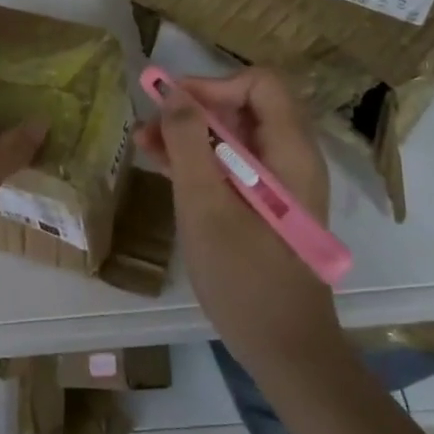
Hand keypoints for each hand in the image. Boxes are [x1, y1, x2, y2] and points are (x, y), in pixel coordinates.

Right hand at [136, 69, 343, 367]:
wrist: (284, 349)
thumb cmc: (244, 276)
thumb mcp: (204, 204)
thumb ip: (188, 142)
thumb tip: (172, 92)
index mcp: (289, 151)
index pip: (260, 84)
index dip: (213, 85)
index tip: (173, 104)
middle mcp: (290, 158)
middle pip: (244, 106)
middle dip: (194, 108)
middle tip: (150, 121)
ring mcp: (279, 183)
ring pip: (234, 136)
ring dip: (190, 133)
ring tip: (143, 141)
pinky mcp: (265, 204)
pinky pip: (232, 164)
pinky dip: (199, 159)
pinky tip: (161, 163)